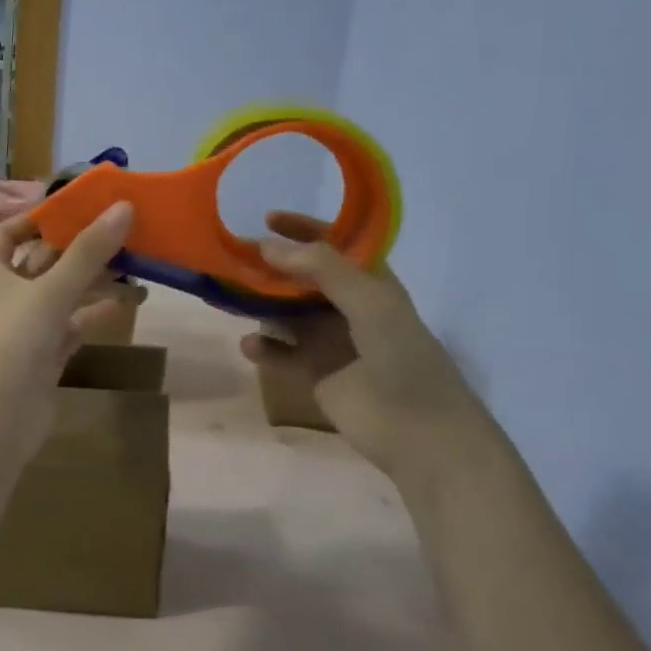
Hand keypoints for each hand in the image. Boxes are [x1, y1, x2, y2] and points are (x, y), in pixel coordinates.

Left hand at [0, 203, 134, 463]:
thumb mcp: (51, 290)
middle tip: (120, 229)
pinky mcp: (45, 355)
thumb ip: (88, 251)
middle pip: (43, 260)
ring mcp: (26, 327)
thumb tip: (123, 206)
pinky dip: (97, 313)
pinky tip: (129, 303)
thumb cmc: (13, 342)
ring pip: (63, 293)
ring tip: (135, 262)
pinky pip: (74, 325)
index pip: (7, 233)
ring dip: (93, 279)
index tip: (74, 207)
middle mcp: (7, 295)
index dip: (35, 218)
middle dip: (78, 246)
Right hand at [240, 212, 477, 473]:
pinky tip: (249, 346)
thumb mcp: (369, 300)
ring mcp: (331, 341)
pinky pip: (282, 352)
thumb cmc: (402, 357)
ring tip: (230, 296)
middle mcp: (349, 307)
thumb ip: (322, 268)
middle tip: (235, 257)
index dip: (303, 229)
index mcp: (371, 283)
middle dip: (272, 267)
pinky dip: (264, 348)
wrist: (419, 431)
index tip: (266, 218)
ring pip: (287, 313)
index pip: (334, 245)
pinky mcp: (316, 373)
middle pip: (303, 278)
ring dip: (261, 304)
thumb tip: (267, 245)